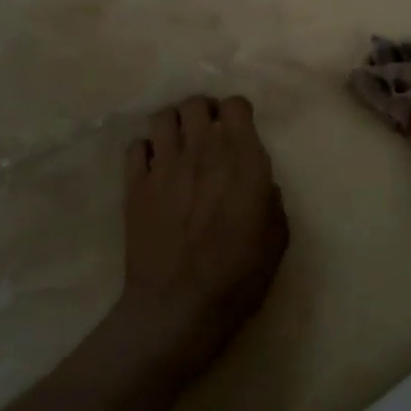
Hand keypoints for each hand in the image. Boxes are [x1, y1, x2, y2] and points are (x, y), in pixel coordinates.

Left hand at [109, 95, 289, 384]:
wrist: (178, 306)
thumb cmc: (238, 276)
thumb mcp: (276, 239)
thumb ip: (270, 200)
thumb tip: (260, 184)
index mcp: (242, 162)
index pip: (235, 106)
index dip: (237, 113)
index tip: (238, 130)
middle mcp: (202, 152)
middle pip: (195, 103)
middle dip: (204, 112)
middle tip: (208, 133)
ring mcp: (163, 167)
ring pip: (162, 117)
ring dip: (174, 125)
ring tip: (179, 145)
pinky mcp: (134, 186)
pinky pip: (135, 146)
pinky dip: (146, 149)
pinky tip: (155, 168)